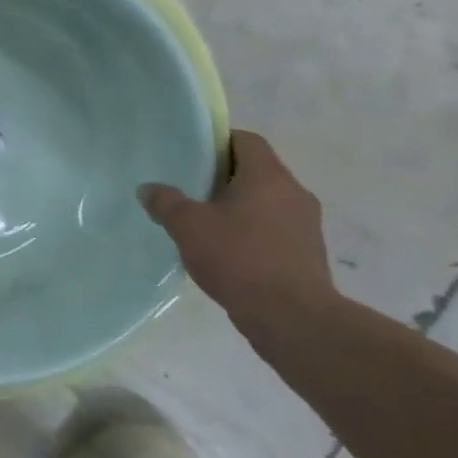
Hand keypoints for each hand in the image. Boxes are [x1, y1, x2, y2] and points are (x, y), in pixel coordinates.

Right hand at [140, 130, 335, 330]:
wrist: (292, 318)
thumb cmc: (239, 258)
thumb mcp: (188, 226)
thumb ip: (165, 202)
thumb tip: (148, 189)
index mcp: (267, 175)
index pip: (245, 140)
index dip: (218, 142)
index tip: (192, 156)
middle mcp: (294, 192)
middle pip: (257, 170)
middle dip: (224, 178)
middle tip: (191, 190)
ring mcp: (307, 224)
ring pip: (267, 202)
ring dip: (240, 207)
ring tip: (207, 225)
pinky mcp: (309, 254)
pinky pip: (276, 230)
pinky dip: (254, 233)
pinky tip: (229, 254)